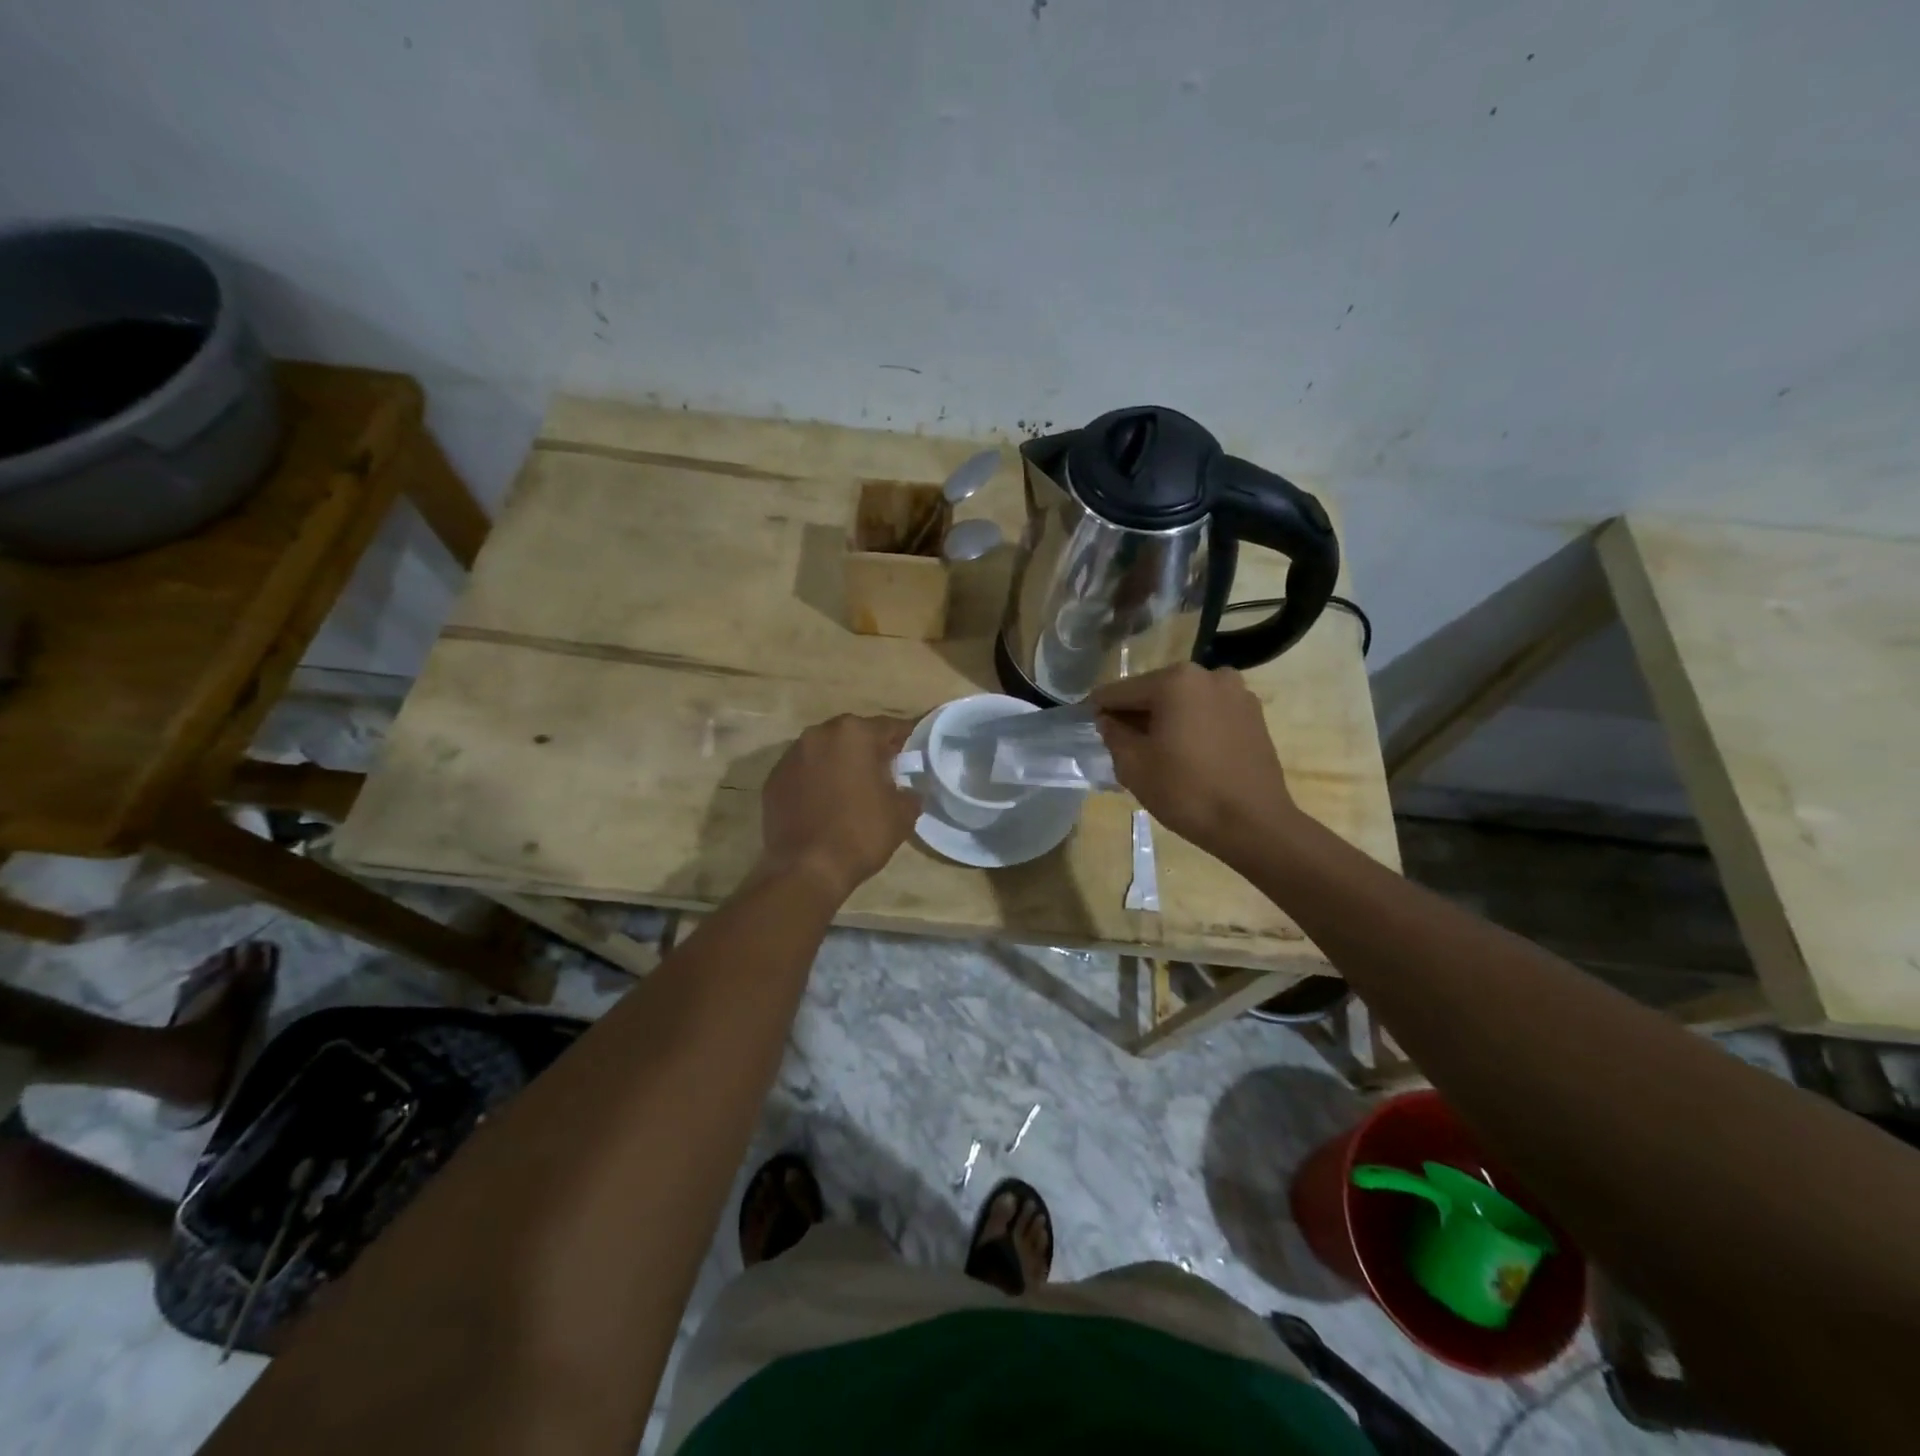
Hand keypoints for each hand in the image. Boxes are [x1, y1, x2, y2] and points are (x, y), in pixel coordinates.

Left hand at [759, 714, 919, 900]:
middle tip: (883, 774)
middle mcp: (819, 734)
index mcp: (854, 734)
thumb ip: (910, 791)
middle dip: (868, 750)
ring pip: (825, 751)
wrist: (806, 869)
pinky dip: (815, 781)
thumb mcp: (903, 814)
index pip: (889, 728)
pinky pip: (803, 772)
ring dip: (839, 764)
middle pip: (853, 735)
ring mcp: (791, 756)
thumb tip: (907, 789)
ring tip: (852, 789)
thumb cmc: (861, 834)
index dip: (905, 741)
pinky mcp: (773, 779)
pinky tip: (824, 804)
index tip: (914, 754)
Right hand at [1093, 663, 1297, 857]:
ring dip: (1165, 718)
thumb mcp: (1134, 765)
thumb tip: (1108, 720)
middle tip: (1119, 741)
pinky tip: (1185, 752)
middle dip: (1135, 713)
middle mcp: (1208, 675)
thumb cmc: (1186, 792)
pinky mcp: (1253, 714)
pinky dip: (1191, 725)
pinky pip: (1208, 712)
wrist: (1254, 824)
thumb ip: (1114, 735)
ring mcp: (1236, 693)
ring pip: (1184, 701)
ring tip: (1153, 750)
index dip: (1100, 708)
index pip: (1122, 691)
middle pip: (1155, 691)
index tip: (1086, 722)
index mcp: (1176, 681)